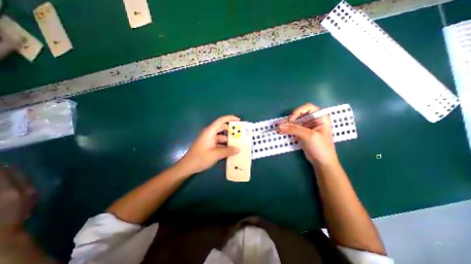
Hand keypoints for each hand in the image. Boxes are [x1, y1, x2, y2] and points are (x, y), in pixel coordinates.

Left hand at [179, 114, 240, 173]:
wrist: (187, 167)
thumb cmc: (200, 158)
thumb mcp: (216, 154)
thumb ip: (228, 151)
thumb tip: (239, 149)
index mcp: (210, 132)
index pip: (221, 120)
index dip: (230, 118)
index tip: (239, 121)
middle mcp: (210, 134)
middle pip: (222, 128)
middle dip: (231, 131)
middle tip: (241, 134)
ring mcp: (209, 140)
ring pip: (221, 137)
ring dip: (229, 140)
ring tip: (238, 144)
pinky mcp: (209, 146)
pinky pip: (219, 143)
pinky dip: (225, 145)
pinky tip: (231, 150)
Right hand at [276, 103, 340, 165]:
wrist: (322, 162)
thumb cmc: (321, 147)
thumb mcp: (309, 136)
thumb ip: (294, 129)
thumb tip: (280, 126)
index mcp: (320, 117)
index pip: (308, 108)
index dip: (298, 111)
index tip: (291, 119)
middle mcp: (313, 120)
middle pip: (299, 114)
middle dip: (290, 119)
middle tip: (281, 124)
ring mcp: (307, 127)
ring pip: (295, 122)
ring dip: (286, 124)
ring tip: (277, 127)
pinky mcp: (302, 133)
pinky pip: (293, 128)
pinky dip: (287, 130)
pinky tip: (280, 132)